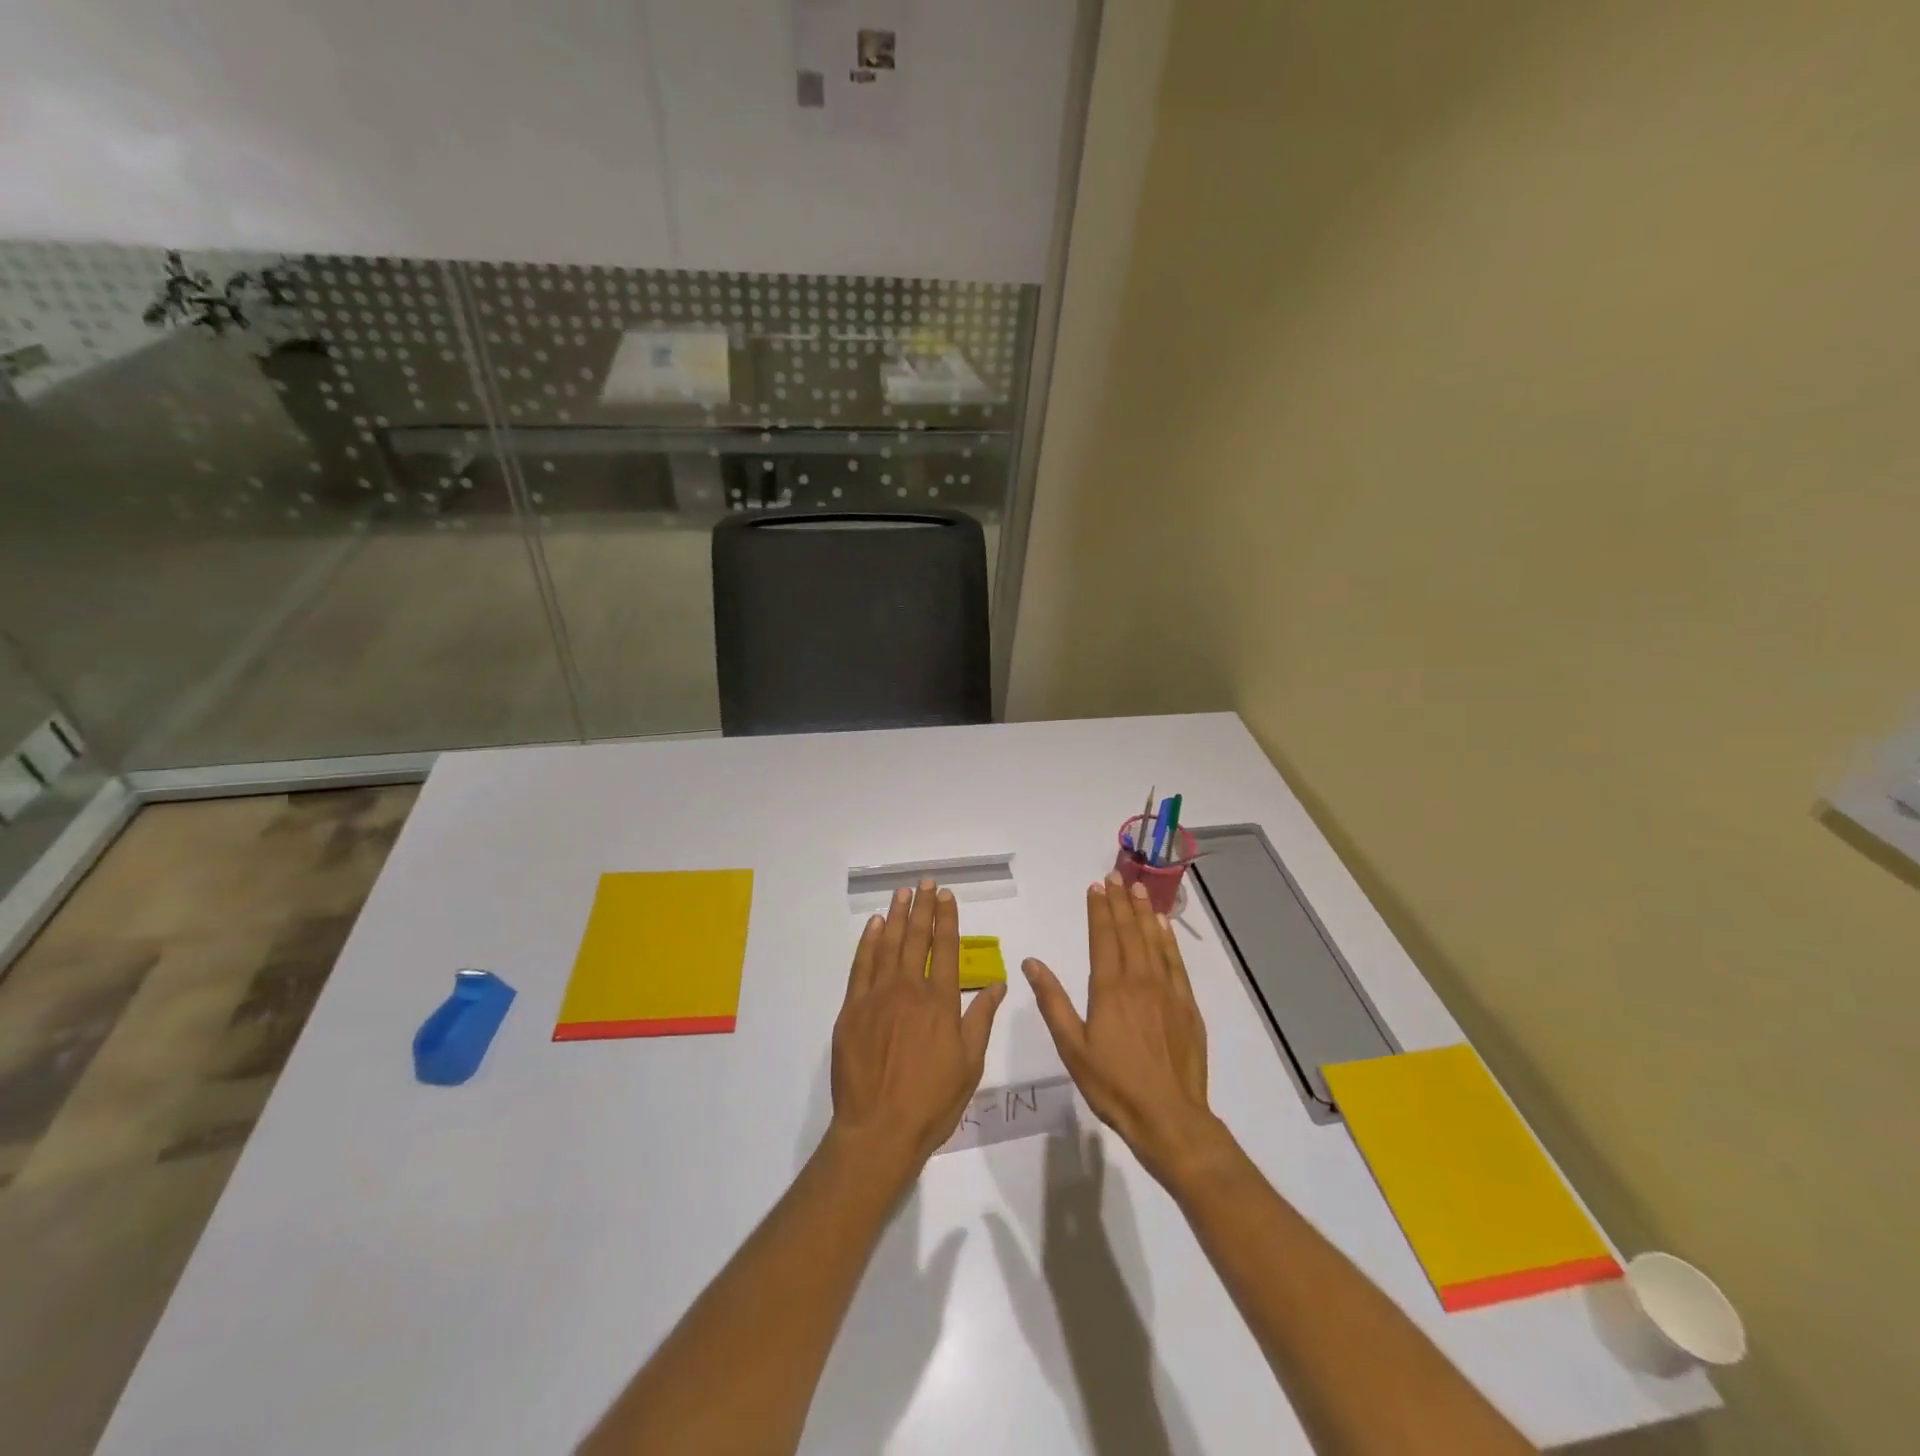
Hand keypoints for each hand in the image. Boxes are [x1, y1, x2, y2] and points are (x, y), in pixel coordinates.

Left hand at [829, 880, 1006, 1186]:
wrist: (879, 1129)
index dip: (947, 919)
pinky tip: (873, 926)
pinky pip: (861, 966)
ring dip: (896, 916)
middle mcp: (910, 989)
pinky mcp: (852, 1009)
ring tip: (902, 893)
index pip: (946, 948)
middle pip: (917, 938)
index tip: (947, 896)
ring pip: (888, 945)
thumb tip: (999, 984)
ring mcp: (877, 996)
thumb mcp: (969, 1064)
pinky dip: (868, 942)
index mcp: (941, 1002)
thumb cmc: (932, 1102)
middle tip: (925, 882)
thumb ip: (981, 1019)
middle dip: (923, 907)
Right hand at [1024, 875, 1226, 1186]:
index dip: (1099, 910)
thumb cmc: (1113, 1085)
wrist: (1170, 1117)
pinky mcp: (1187, 1005)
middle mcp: (1139, 980)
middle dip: (1120, 902)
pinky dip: (1168, 939)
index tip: (1096, 887)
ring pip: (1154, 940)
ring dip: (1144, 912)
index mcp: (1109, 989)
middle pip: (1129, 931)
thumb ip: (1053, 1001)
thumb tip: (1031, 963)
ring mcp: (1167, 991)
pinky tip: (1164, 926)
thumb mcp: (1072, 1048)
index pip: (1103, 937)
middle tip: (1116, 876)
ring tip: (1138, 888)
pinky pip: (1176, 961)